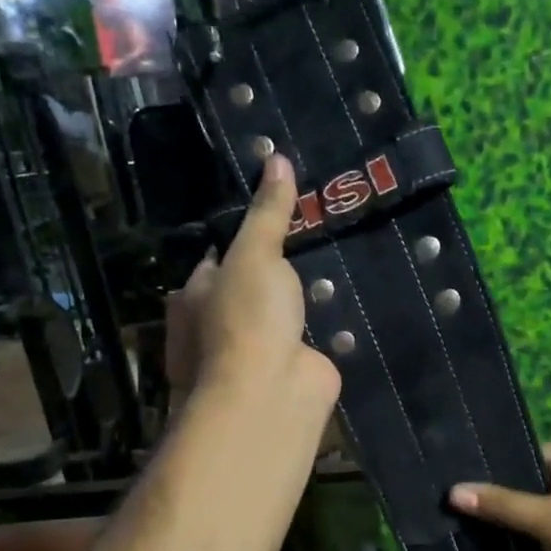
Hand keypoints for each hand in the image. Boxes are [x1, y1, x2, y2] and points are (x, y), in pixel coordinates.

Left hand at [171, 154, 339, 431]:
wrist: (271, 392)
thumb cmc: (246, 317)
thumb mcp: (254, 253)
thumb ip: (268, 212)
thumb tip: (276, 157)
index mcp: (197, 294)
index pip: (218, 256)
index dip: (245, 233)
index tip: (278, 207)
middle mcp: (221, 322)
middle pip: (253, 283)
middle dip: (280, 266)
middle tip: (318, 229)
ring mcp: (257, 349)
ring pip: (283, 312)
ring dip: (305, 297)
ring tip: (341, 256)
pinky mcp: (293, 367)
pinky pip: (313, 337)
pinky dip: (328, 324)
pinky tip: (353, 300)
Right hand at [449, 442, 550, 550]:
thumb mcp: (545, 520)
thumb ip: (500, 504)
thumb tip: (454, 491)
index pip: (526, 456)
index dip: (498, 476)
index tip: (469, 495)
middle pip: (533, 478)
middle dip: (508, 500)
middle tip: (472, 516)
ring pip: (544, 501)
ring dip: (523, 518)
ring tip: (487, 532)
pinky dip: (540, 530)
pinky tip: (516, 545)